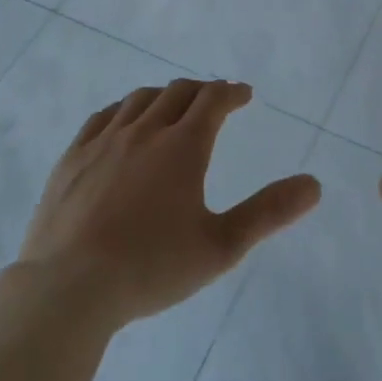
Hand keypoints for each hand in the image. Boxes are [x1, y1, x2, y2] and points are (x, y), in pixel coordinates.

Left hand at [17, 80, 320, 328]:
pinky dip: (123, 109)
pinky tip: (123, 122)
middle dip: (201, 91)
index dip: (231, 92)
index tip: (243, 95)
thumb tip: (314, 185)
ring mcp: (103, 141)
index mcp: (183, 146)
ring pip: (139, 100)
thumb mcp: (221, 246)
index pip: (213, 100)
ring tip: (173, 107)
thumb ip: (269, 213)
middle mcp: (145, 131)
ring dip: (164, 96)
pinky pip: (102, 117)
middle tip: (214, 100)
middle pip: (177, 92)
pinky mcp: (72, 158)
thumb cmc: (151, 267)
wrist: (67, 289)